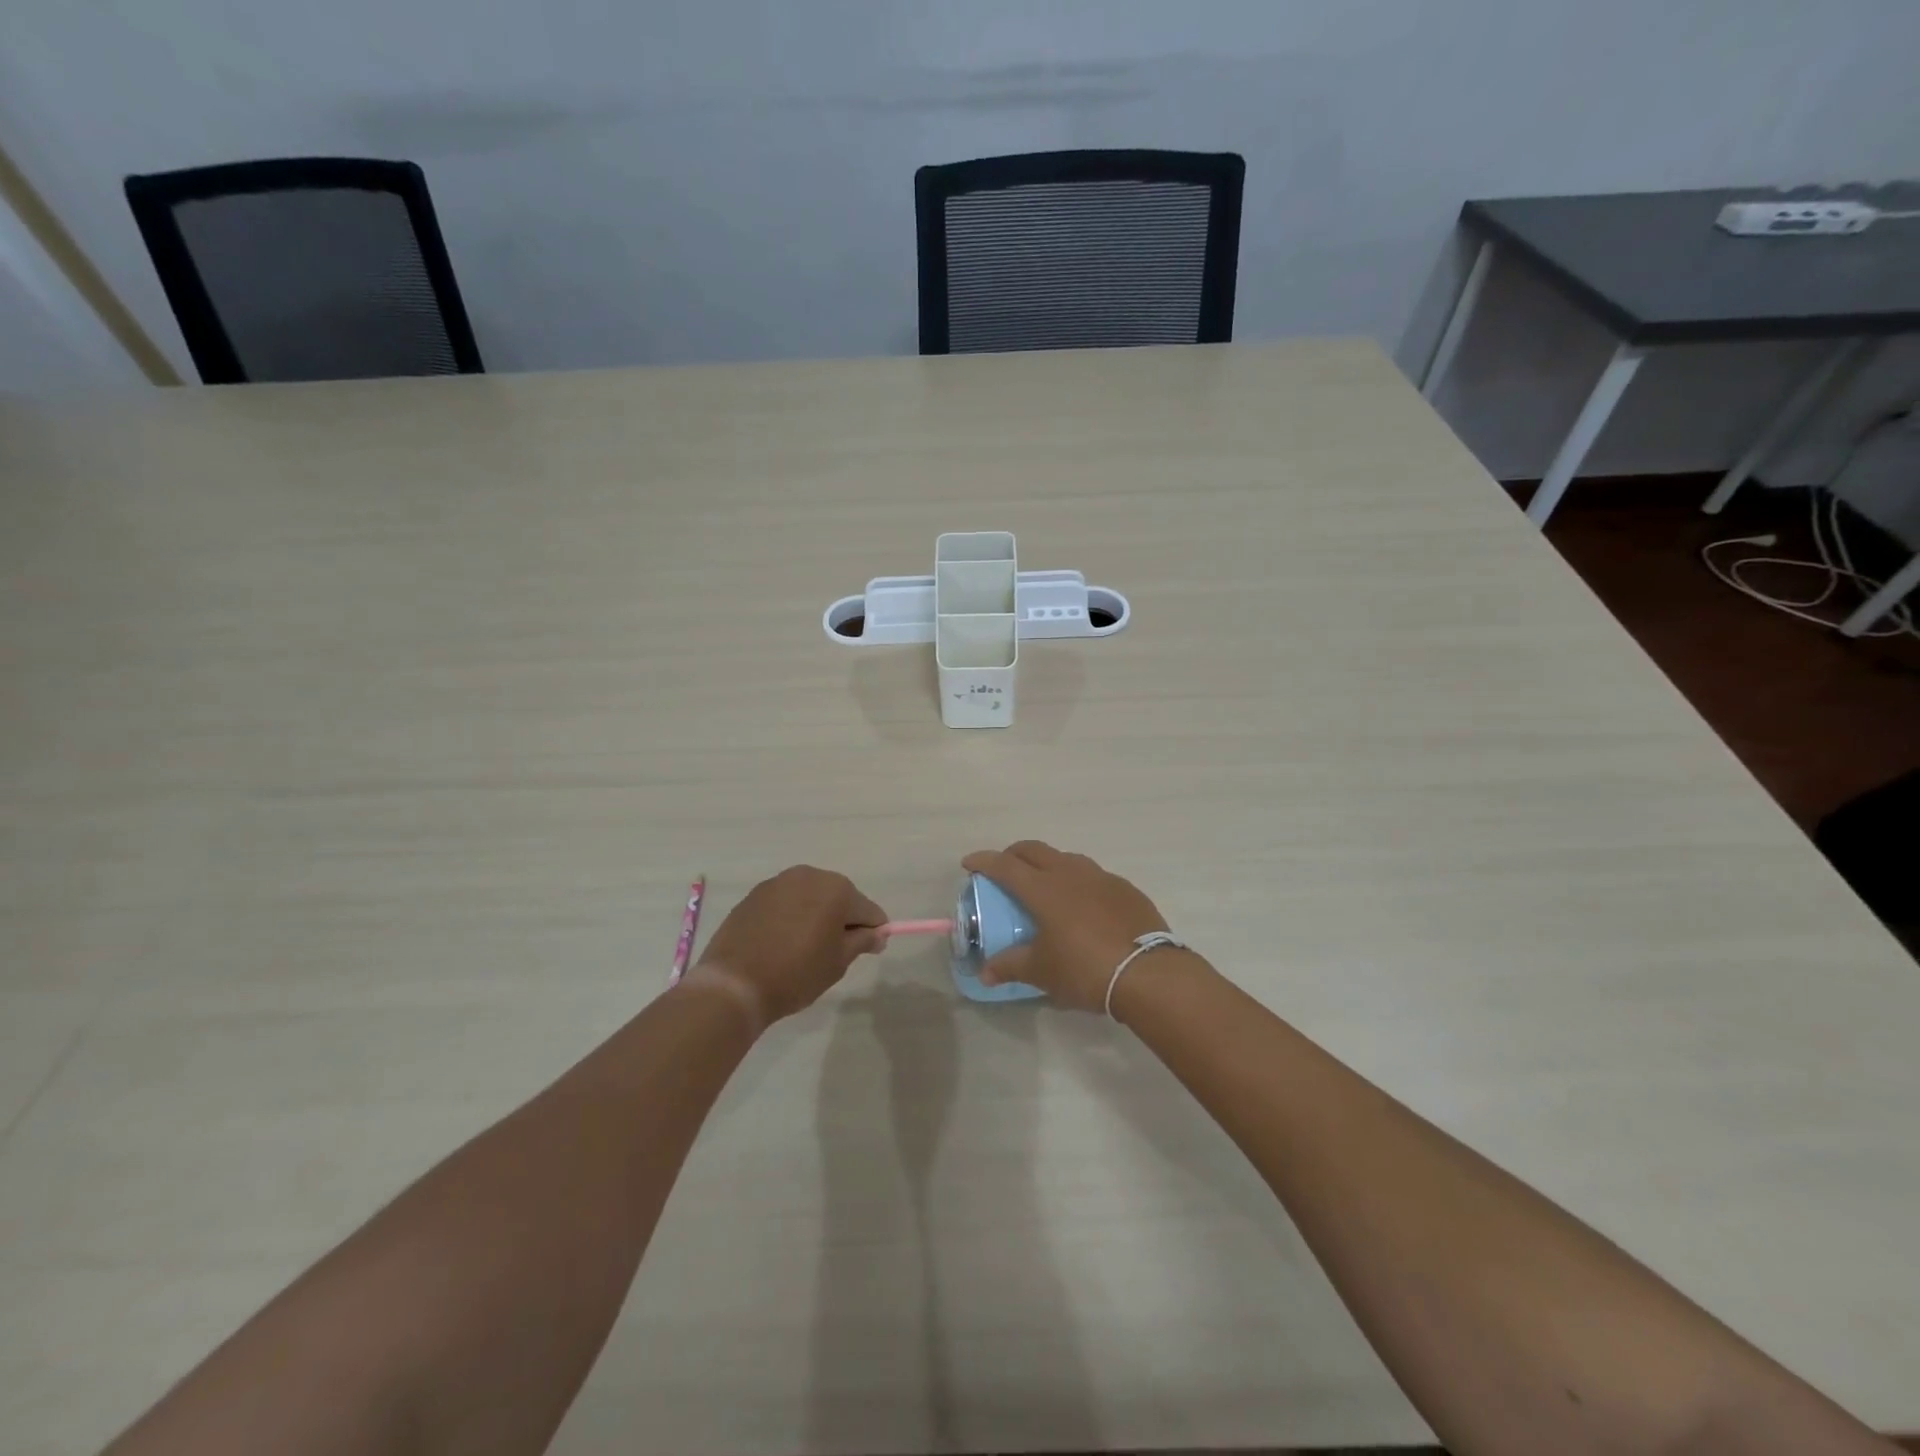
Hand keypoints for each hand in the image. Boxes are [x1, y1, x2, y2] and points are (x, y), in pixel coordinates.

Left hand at [690, 866, 886, 1027]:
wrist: (734, 984)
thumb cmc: (796, 973)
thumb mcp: (838, 962)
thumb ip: (862, 941)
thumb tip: (877, 934)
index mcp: (836, 889)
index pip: (868, 910)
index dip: (872, 932)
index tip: (867, 952)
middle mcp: (809, 875)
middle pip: (839, 897)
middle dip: (842, 920)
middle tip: (833, 953)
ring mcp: (779, 882)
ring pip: (811, 897)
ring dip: (815, 915)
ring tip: (804, 947)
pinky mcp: (755, 893)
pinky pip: (786, 902)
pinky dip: (791, 916)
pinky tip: (781, 942)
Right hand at [960, 841, 1176, 1011]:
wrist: (1148, 973)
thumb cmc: (1084, 969)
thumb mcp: (1042, 972)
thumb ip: (1010, 967)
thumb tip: (985, 973)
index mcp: (1043, 888)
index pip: (1005, 865)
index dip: (983, 861)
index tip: (969, 863)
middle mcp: (1070, 873)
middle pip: (1034, 850)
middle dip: (1013, 854)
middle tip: (1004, 869)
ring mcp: (1101, 877)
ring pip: (1066, 858)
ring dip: (1048, 864)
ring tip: (1044, 886)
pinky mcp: (1125, 889)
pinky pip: (1093, 876)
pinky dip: (1078, 882)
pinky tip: (1082, 905)